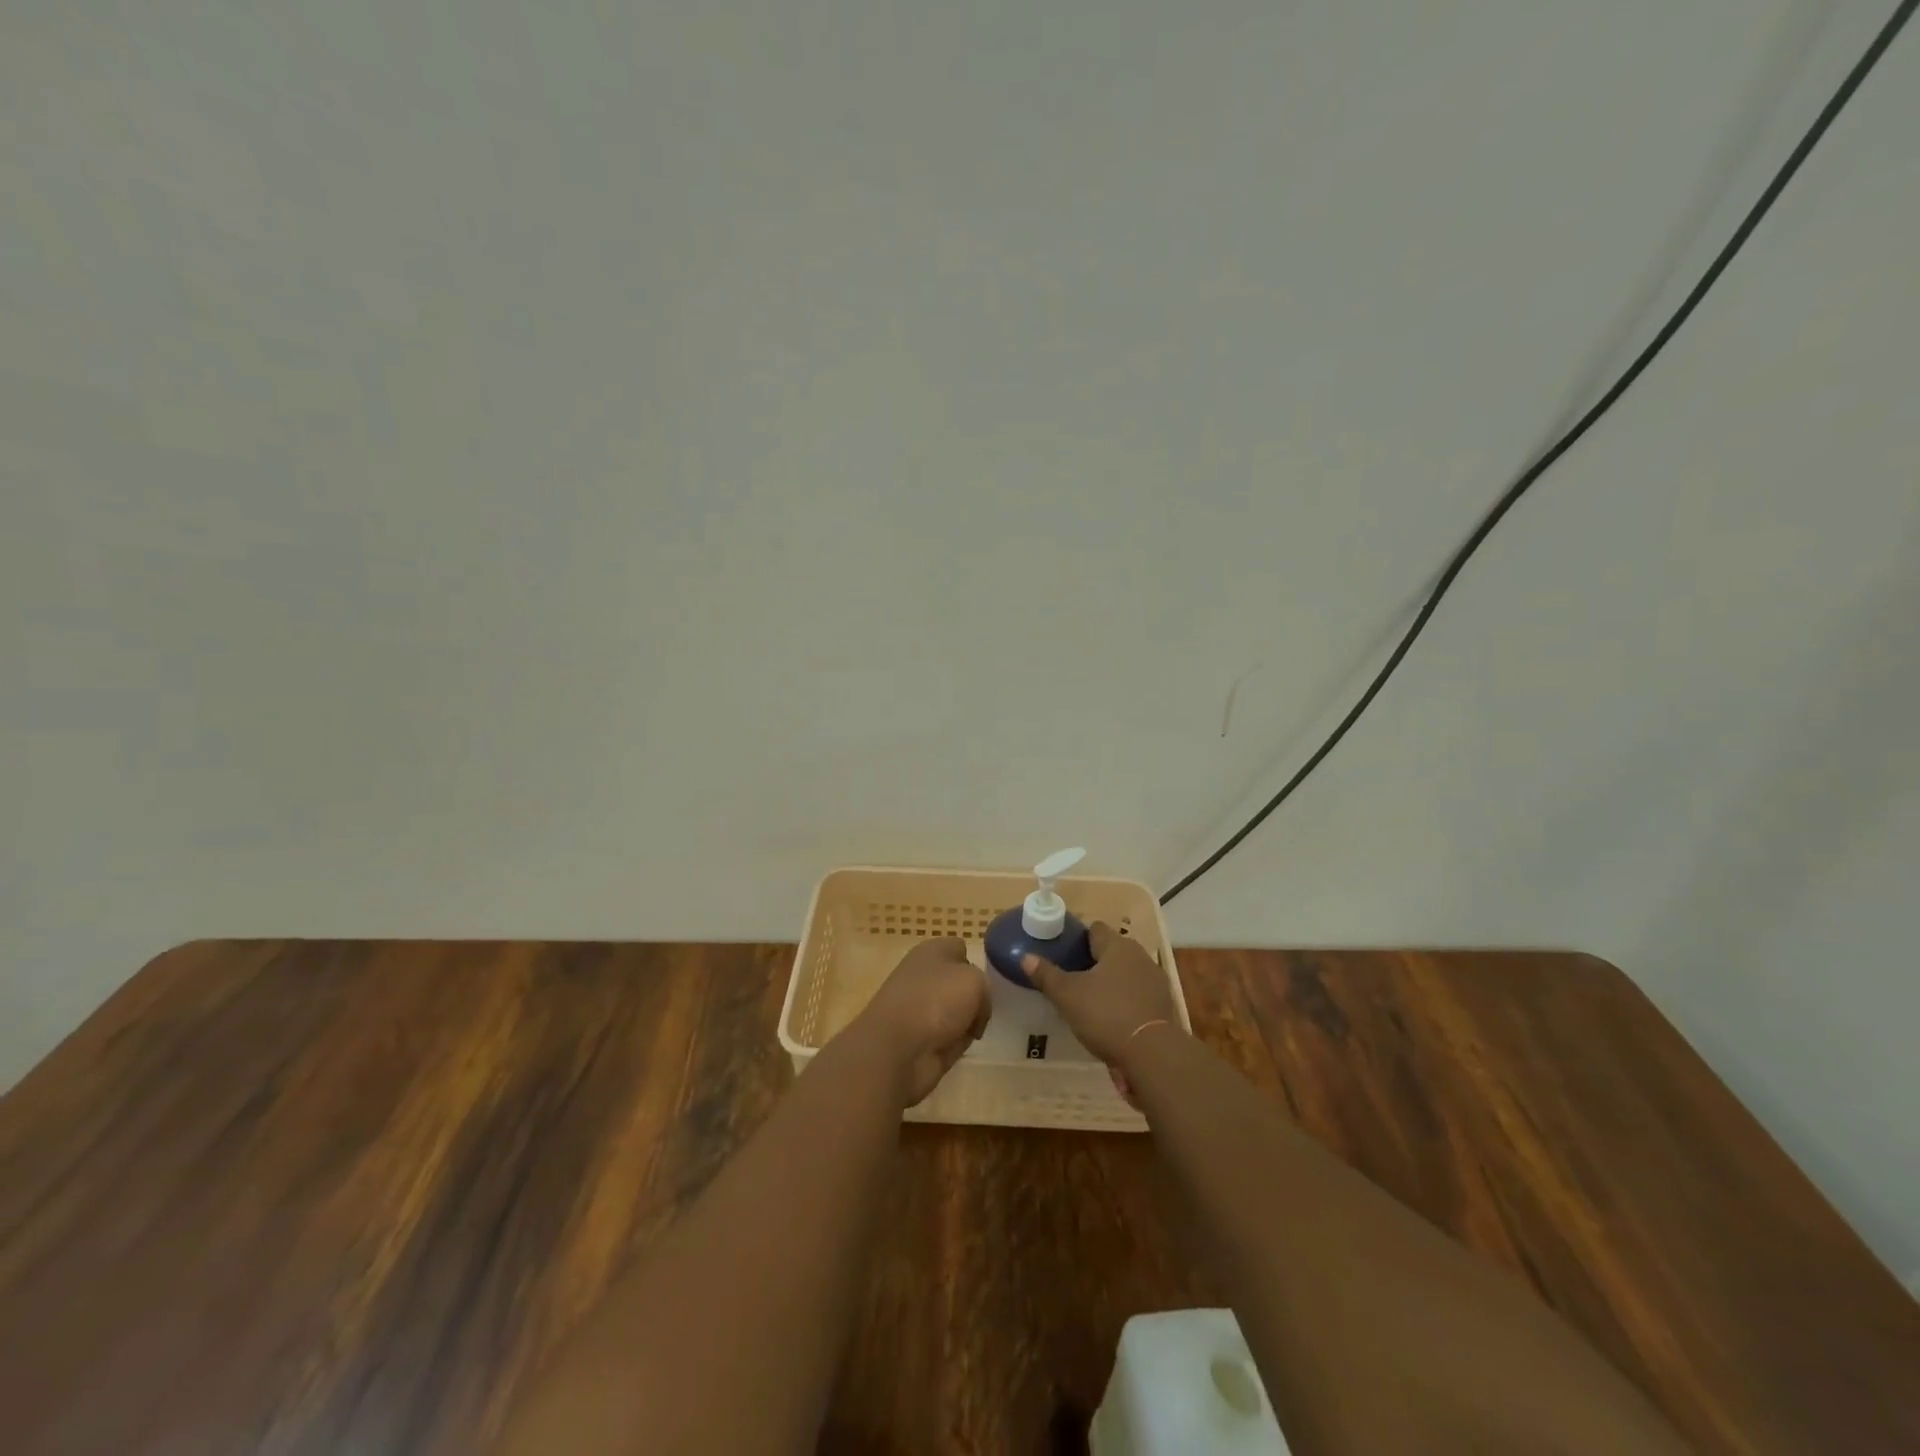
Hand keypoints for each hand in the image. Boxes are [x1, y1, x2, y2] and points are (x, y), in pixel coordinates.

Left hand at [846, 937, 990, 1106]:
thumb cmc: (935, 1001)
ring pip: (957, 1010)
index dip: (977, 962)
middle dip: (975, 995)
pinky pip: (951, 1036)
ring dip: (968, 1020)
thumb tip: (975, 1009)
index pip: (960, 949)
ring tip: (981, 1028)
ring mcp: (921, 1009)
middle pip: (960, 982)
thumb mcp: (974, 981)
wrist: (897, 1049)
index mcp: (932, 951)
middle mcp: (924, 976)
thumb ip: (984, 987)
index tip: (990, 981)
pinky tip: (967, 1046)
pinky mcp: (922, 1039)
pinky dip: (959, 1042)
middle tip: (990, 1007)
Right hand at [1023, 923, 1181, 1095]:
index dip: (1078, 938)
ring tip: (1089, 999)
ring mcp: (1155, 981)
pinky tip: (1111, 1017)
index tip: (1063, 952)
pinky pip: (1137, 994)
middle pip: (1112, 950)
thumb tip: (1025, 957)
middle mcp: (1140, 956)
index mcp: (1117, 946)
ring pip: (1126, 973)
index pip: (1095, 929)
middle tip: (1072, 977)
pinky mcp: (1163, 1006)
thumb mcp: (1068, 995)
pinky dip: (1125, 1000)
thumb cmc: (1106, 1014)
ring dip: (1111, 981)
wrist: (1152, 1055)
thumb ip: (1046, 975)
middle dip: (1093, 961)